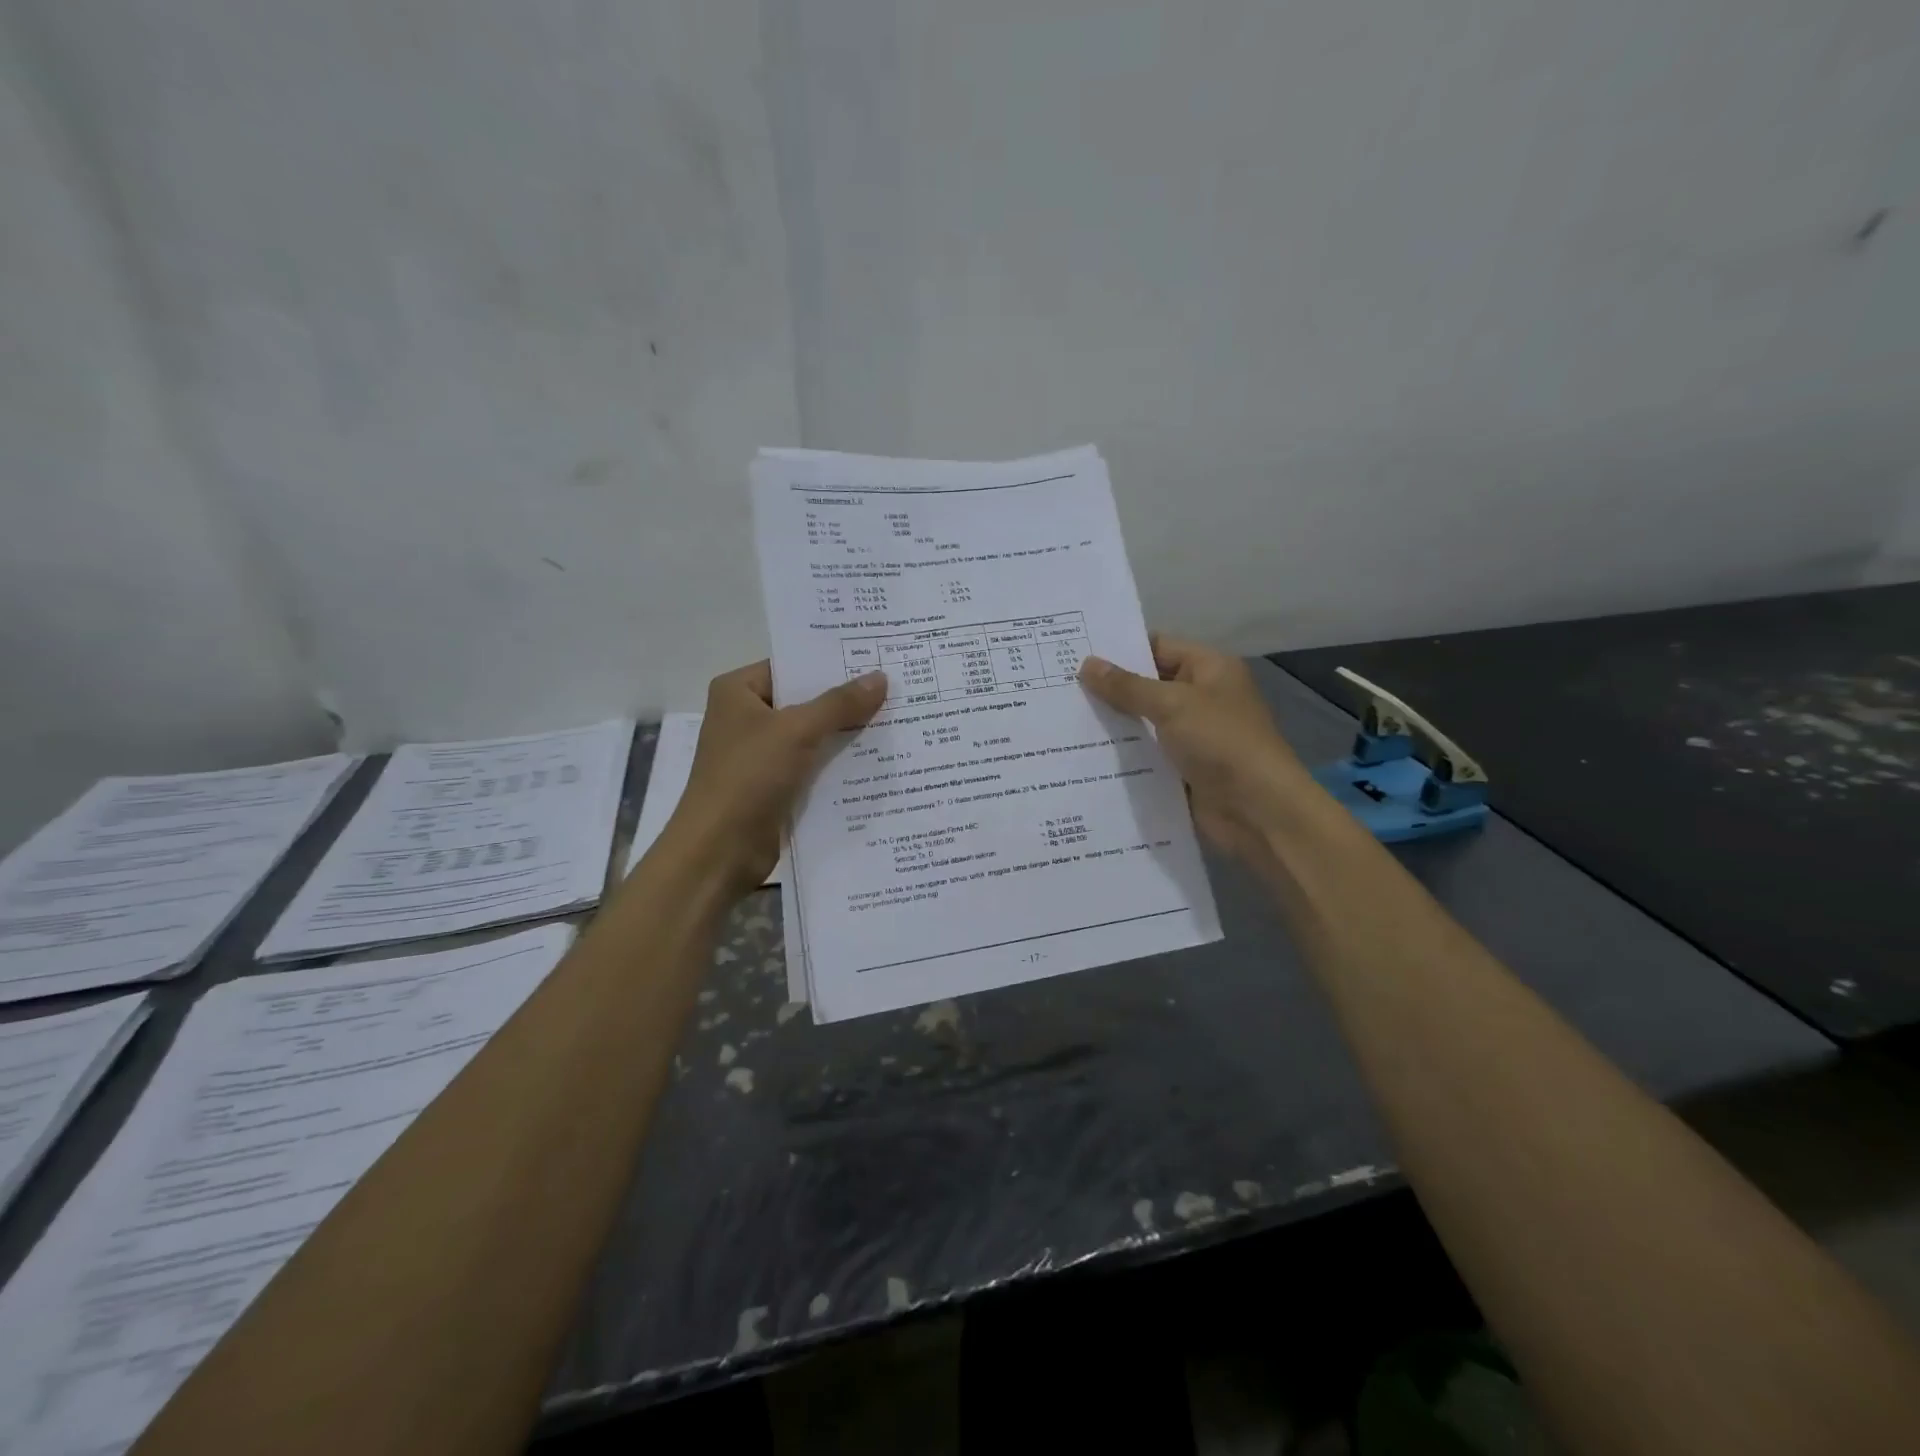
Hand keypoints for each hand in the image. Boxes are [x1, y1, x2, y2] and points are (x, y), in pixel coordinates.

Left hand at [662, 662, 887, 894]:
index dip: (832, 663)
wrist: (719, 850)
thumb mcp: (797, 731)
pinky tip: (879, 758)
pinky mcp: (775, 785)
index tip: (877, 657)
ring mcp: (761, 754)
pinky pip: (814, 765)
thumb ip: (839, 704)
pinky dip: (840, 763)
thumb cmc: (748, 776)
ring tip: (898, 718)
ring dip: (848, 733)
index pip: (792, 665)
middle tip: (897, 687)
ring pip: (813, 735)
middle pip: (806, 700)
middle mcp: (747, 717)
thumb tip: (880, 678)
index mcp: (739, 691)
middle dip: (847, 699)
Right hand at [1079, 634, 1314, 864]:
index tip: (1076, 654)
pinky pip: (1146, 755)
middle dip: (1109, 689)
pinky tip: (1084, 755)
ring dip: (1112, 724)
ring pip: (1143, 723)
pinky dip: (1122, 755)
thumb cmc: (1221, 743)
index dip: (1120, 650)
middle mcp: (1202, 697)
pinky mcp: (1182, 769)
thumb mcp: (1171, 705)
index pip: (1158, 647)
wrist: (1257, 810)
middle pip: (1148, 686)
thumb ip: (1127, 686)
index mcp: (1209, 669)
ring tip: (1063, 720)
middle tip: (1060, 688)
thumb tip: (1086, 664)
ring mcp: (1192, 736)